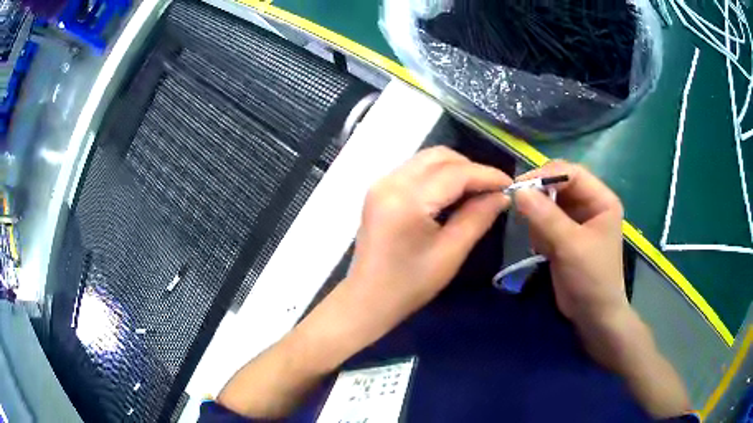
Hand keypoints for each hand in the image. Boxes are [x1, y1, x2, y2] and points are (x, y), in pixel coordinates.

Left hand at [345, 146, 511, 331]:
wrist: (367, 299)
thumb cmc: (410, 284)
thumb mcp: (450, 253)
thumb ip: (478, 218)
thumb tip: (501, 196)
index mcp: (407, 200)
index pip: (455, 173)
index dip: (486, 175)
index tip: (509, 184)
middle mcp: (390, 182)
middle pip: (438, 157)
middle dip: (470, 168)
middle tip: (491, 190)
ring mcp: (381, 184)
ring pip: (426, 159)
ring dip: (455, 169)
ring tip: (475, 191)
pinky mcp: (379, 190)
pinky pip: (415, 170)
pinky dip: (438, 175)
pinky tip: (451, 194)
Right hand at [513, 160, 627, 330]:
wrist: (592, 315)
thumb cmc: (591, 278)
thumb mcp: (571, 246)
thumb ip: (546, 217)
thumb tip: (518, 191)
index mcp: (601, 199)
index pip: (571, 173)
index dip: (546, 175)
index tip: (519, 187)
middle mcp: (590, 204)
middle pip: (558, 185)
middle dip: (540, 198)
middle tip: (522, 212)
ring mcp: (576, 219)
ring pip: (548, 202)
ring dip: (539, 219)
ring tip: (542, 243)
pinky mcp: (564, 234)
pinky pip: (544, 220)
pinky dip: (538, 232)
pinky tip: (544, 250)